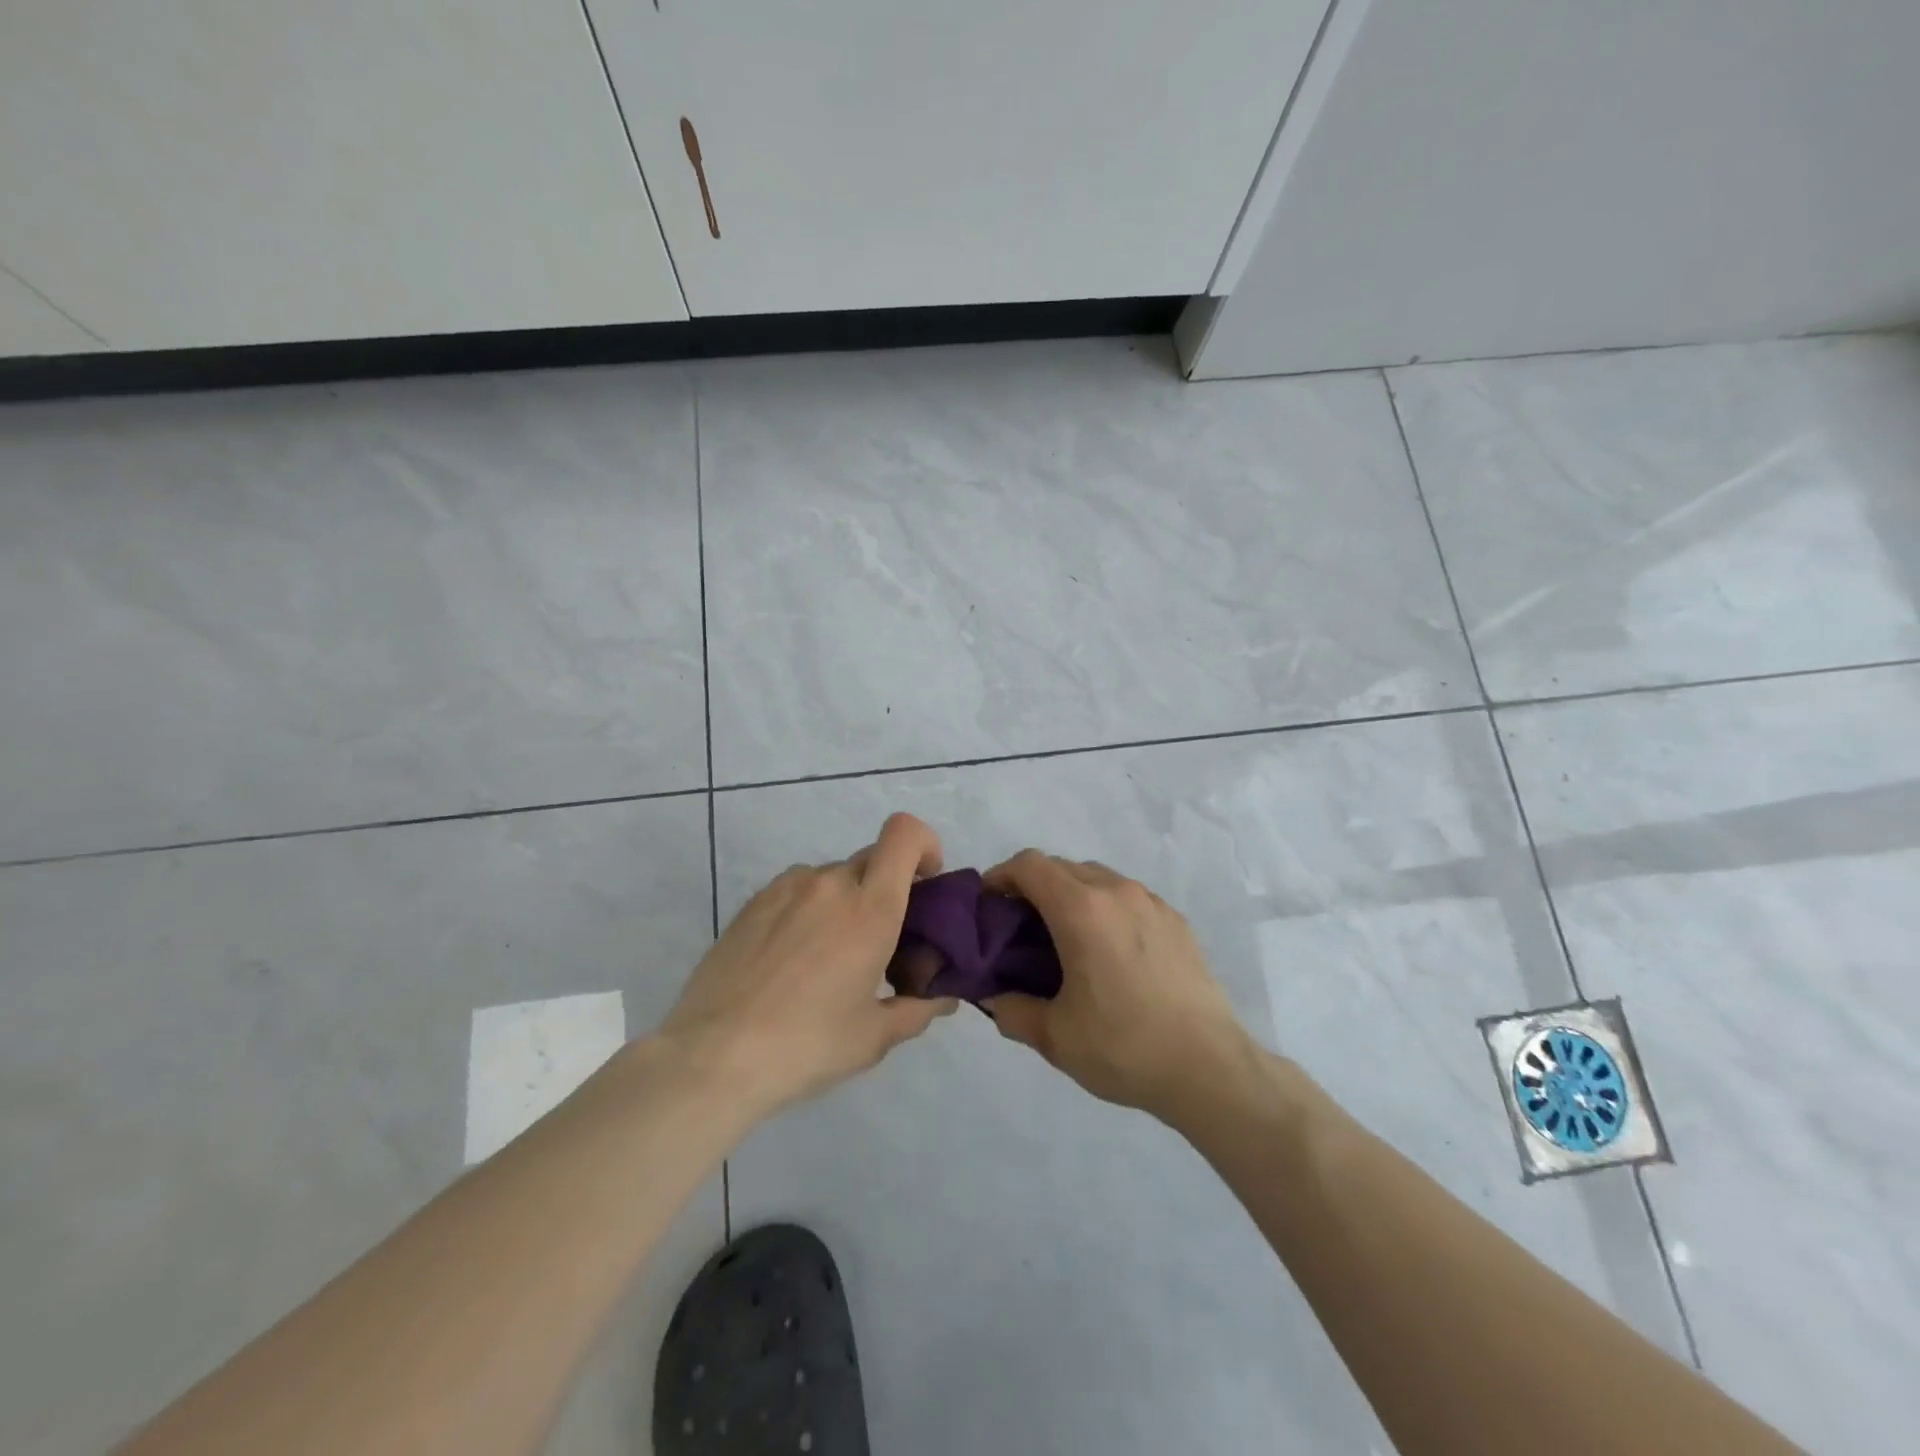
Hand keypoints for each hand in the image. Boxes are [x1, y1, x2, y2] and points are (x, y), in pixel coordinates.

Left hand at [661, 813, 958, 1118]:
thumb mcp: (873, 1037)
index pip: (905, 834)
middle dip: (887, 888)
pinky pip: (798, 890)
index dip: (924, 846)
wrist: (713, 1056)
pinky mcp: (753, 901)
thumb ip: (916, 1010)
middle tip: (880, 940)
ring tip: (828, 957)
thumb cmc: (806, 1045)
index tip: (924, 886)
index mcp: (870, 908)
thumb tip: (942, 999)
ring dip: (845, 901)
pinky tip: (791, 960)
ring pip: (833, 876)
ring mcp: (786, 887)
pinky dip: (809, 910)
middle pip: (874, 859)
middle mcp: (830, 883)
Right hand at [982, 851, 1247, 1115]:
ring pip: (1096, 878)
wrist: (1209, 1068)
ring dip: (1070, 895)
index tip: (988, 906)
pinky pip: (1127, 897)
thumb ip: (1011, 1010)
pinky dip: (1104, 908)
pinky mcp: (1175, 920)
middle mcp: (1116, 891)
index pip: (1029, 865)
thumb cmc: (1124, 1047)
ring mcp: (1151, 902)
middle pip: (1061, 867)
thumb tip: (993, 997)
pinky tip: (1108, 951)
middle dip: (1032, 887)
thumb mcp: (1054, 1037)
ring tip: (1063, 938)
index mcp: (1081, 909)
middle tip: (1018, 928)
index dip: (1000, 877)